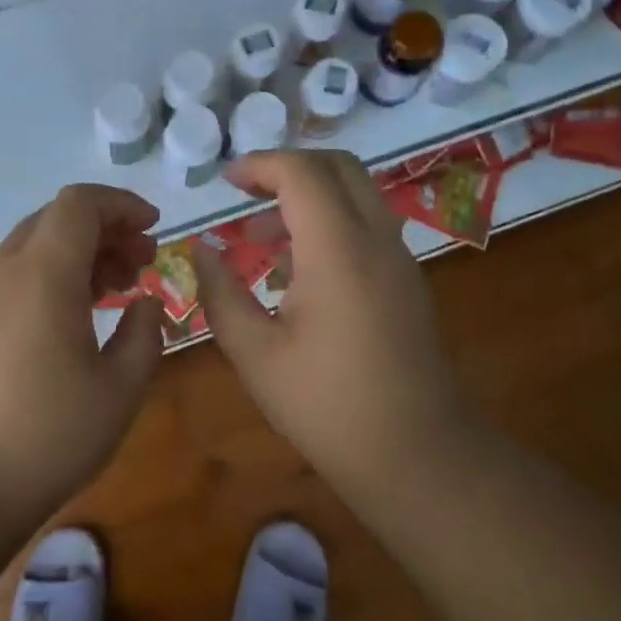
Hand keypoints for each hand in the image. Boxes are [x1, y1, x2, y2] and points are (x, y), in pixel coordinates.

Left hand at [0, 184, 164, 516]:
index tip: (153, 229)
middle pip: (56, 219)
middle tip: (142, 265)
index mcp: (43, 273)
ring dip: (78, 255)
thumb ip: (144, 335)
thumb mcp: (119, 391)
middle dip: (106, 230)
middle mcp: (4, 270)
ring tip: (115, 292)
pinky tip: (71, 319)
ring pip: (33, 247)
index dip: (121, 204)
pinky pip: (13, 276)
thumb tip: (146, 304)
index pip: (80, 203)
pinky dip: (50, 276)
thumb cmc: (45, 436)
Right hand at [192, 151, 457, 484]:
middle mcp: (376, 240)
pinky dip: (330, 223)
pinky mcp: (407, 281)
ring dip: (310, 198)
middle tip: (247, 194)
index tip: (226, 182)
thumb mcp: (255, 354)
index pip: (302, 173)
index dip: (260, 165)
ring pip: (357, 194)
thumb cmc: (327, 406)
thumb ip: (221, 294)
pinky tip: (297, 273)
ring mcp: (399, 259)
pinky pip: (367, 226)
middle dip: (288, 168)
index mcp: (338, 251)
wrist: (418, 455)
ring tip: (262, 239)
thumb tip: (202, 251)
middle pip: (339, 168)